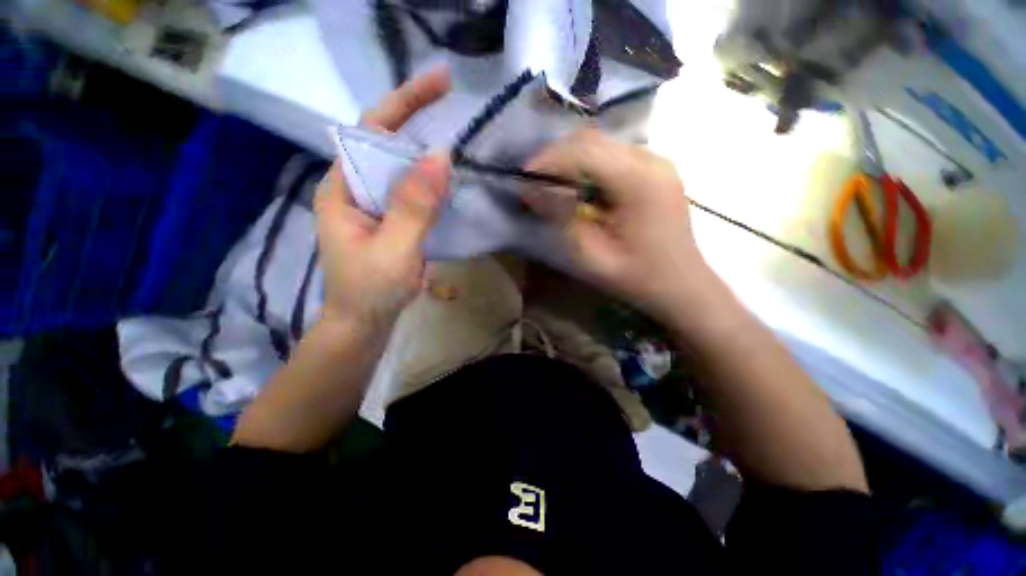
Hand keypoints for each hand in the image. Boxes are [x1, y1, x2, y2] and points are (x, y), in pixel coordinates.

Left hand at [315, 69, 451, 328]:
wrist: (363, 324)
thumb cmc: (370, 291)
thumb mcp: (393, 250)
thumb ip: (413, 206)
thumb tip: (440, 157)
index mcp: (342, 188)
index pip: (370, 130)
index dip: (403, 103)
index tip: (439, 83)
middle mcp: (354, 189)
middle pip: (385, 143)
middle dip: (418, 121)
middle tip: (455, 107)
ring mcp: (372, 206)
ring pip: (401, 169)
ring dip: (427, 153)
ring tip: (458, 137)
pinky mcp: (389, 221)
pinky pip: (410, 192)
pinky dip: (430, 182)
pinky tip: (448, 180)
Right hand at [526, 129, 713, 320]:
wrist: (681, 284)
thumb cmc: (637, 277)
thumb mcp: (591, 255)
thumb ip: (562, 218)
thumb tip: (532, 190)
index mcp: (638, 181)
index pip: (583, 151)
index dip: (548, 160)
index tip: (523, 178)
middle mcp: (650, 160)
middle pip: (592, 140)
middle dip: (556, 157)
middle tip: (533, 181)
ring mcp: (656, 161)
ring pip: (601, 144)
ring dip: (570, 159)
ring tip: (550, 184)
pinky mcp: (654, 169)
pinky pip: (612, 155)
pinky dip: (588, 166)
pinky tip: (577, 186)